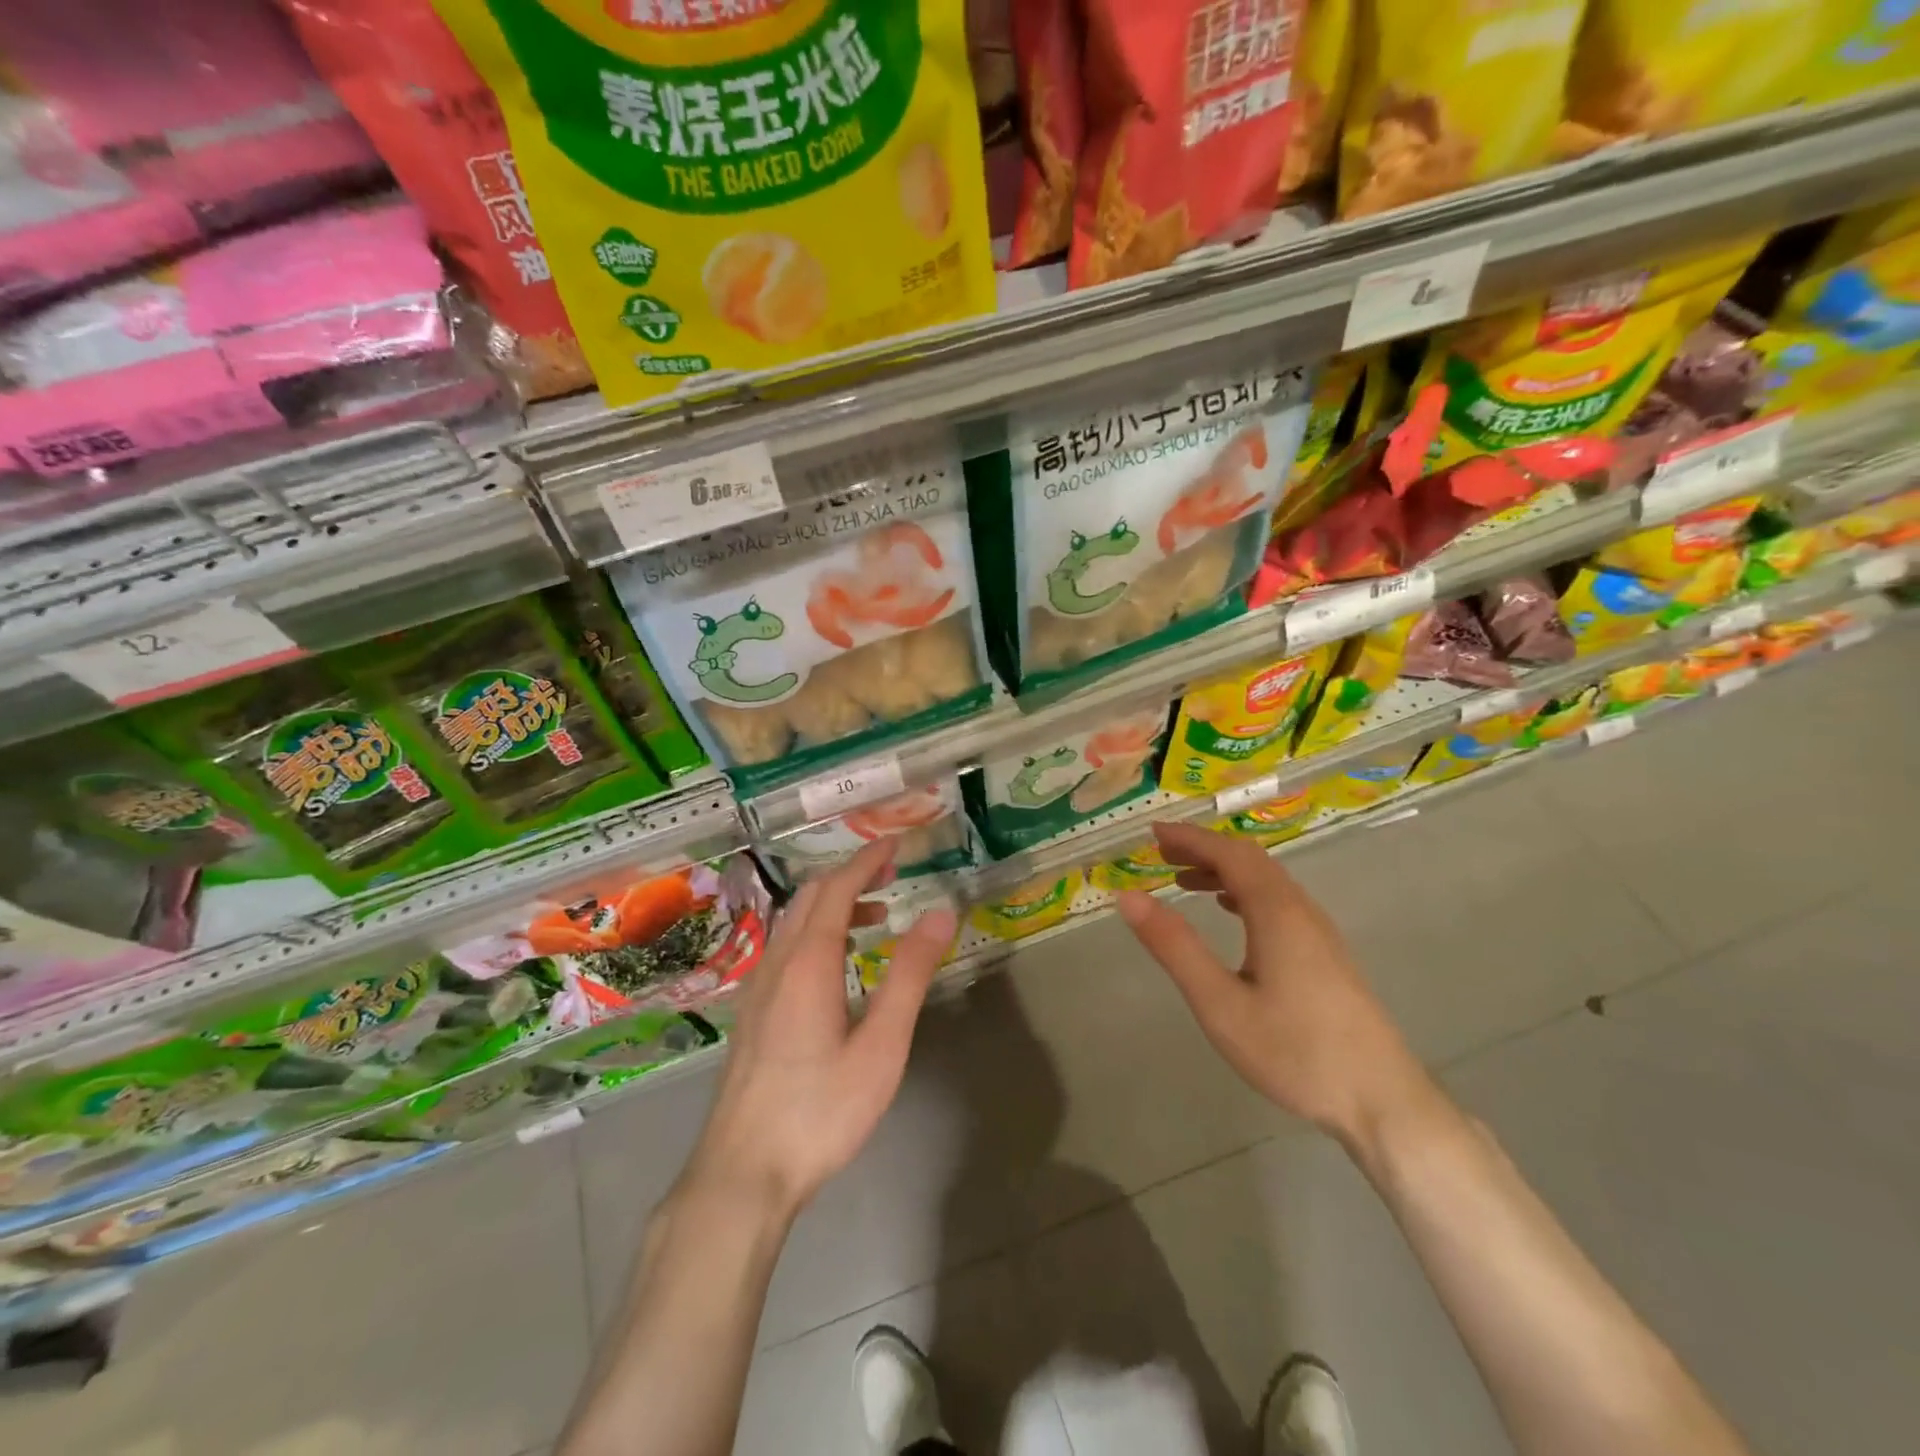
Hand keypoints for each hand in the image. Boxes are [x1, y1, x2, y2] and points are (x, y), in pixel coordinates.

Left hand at [682, 840, 956, 1219]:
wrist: (741, 1174)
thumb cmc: (820, 1110)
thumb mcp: (881, 1045)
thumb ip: (910, 974)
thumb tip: (940, 912)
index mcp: (808, 961)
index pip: (837, 888)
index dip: (866, 859)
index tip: (896, 844)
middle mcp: (776, 963)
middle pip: (810, 898)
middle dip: (851, 876)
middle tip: (892, 875)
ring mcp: (757, 988)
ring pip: (793, 923)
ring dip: (833, 905)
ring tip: (875, 917)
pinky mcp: (751, 1014)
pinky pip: (784, 948)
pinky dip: (816, 932)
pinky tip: (837, 965)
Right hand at [1115, 822, 1433, 1147]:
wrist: (1382, 1100)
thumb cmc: (1294, 1051)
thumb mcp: (1219, 1003)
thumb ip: (1174, 946)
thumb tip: (1128, 897)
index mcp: (1276, 911)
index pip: (1228, 854)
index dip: (1189, 838)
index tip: (1151, 833)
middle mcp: (1300, 909)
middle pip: (1249, 860)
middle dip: (1203, 849)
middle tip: (1160, 853)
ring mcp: (1318, 931)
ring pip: (1266, 880)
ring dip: (1223, 870)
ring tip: (1183, 880)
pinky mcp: (1325, 952)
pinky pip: (1278, 901)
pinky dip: (1243, 891)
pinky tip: (1229, 912)